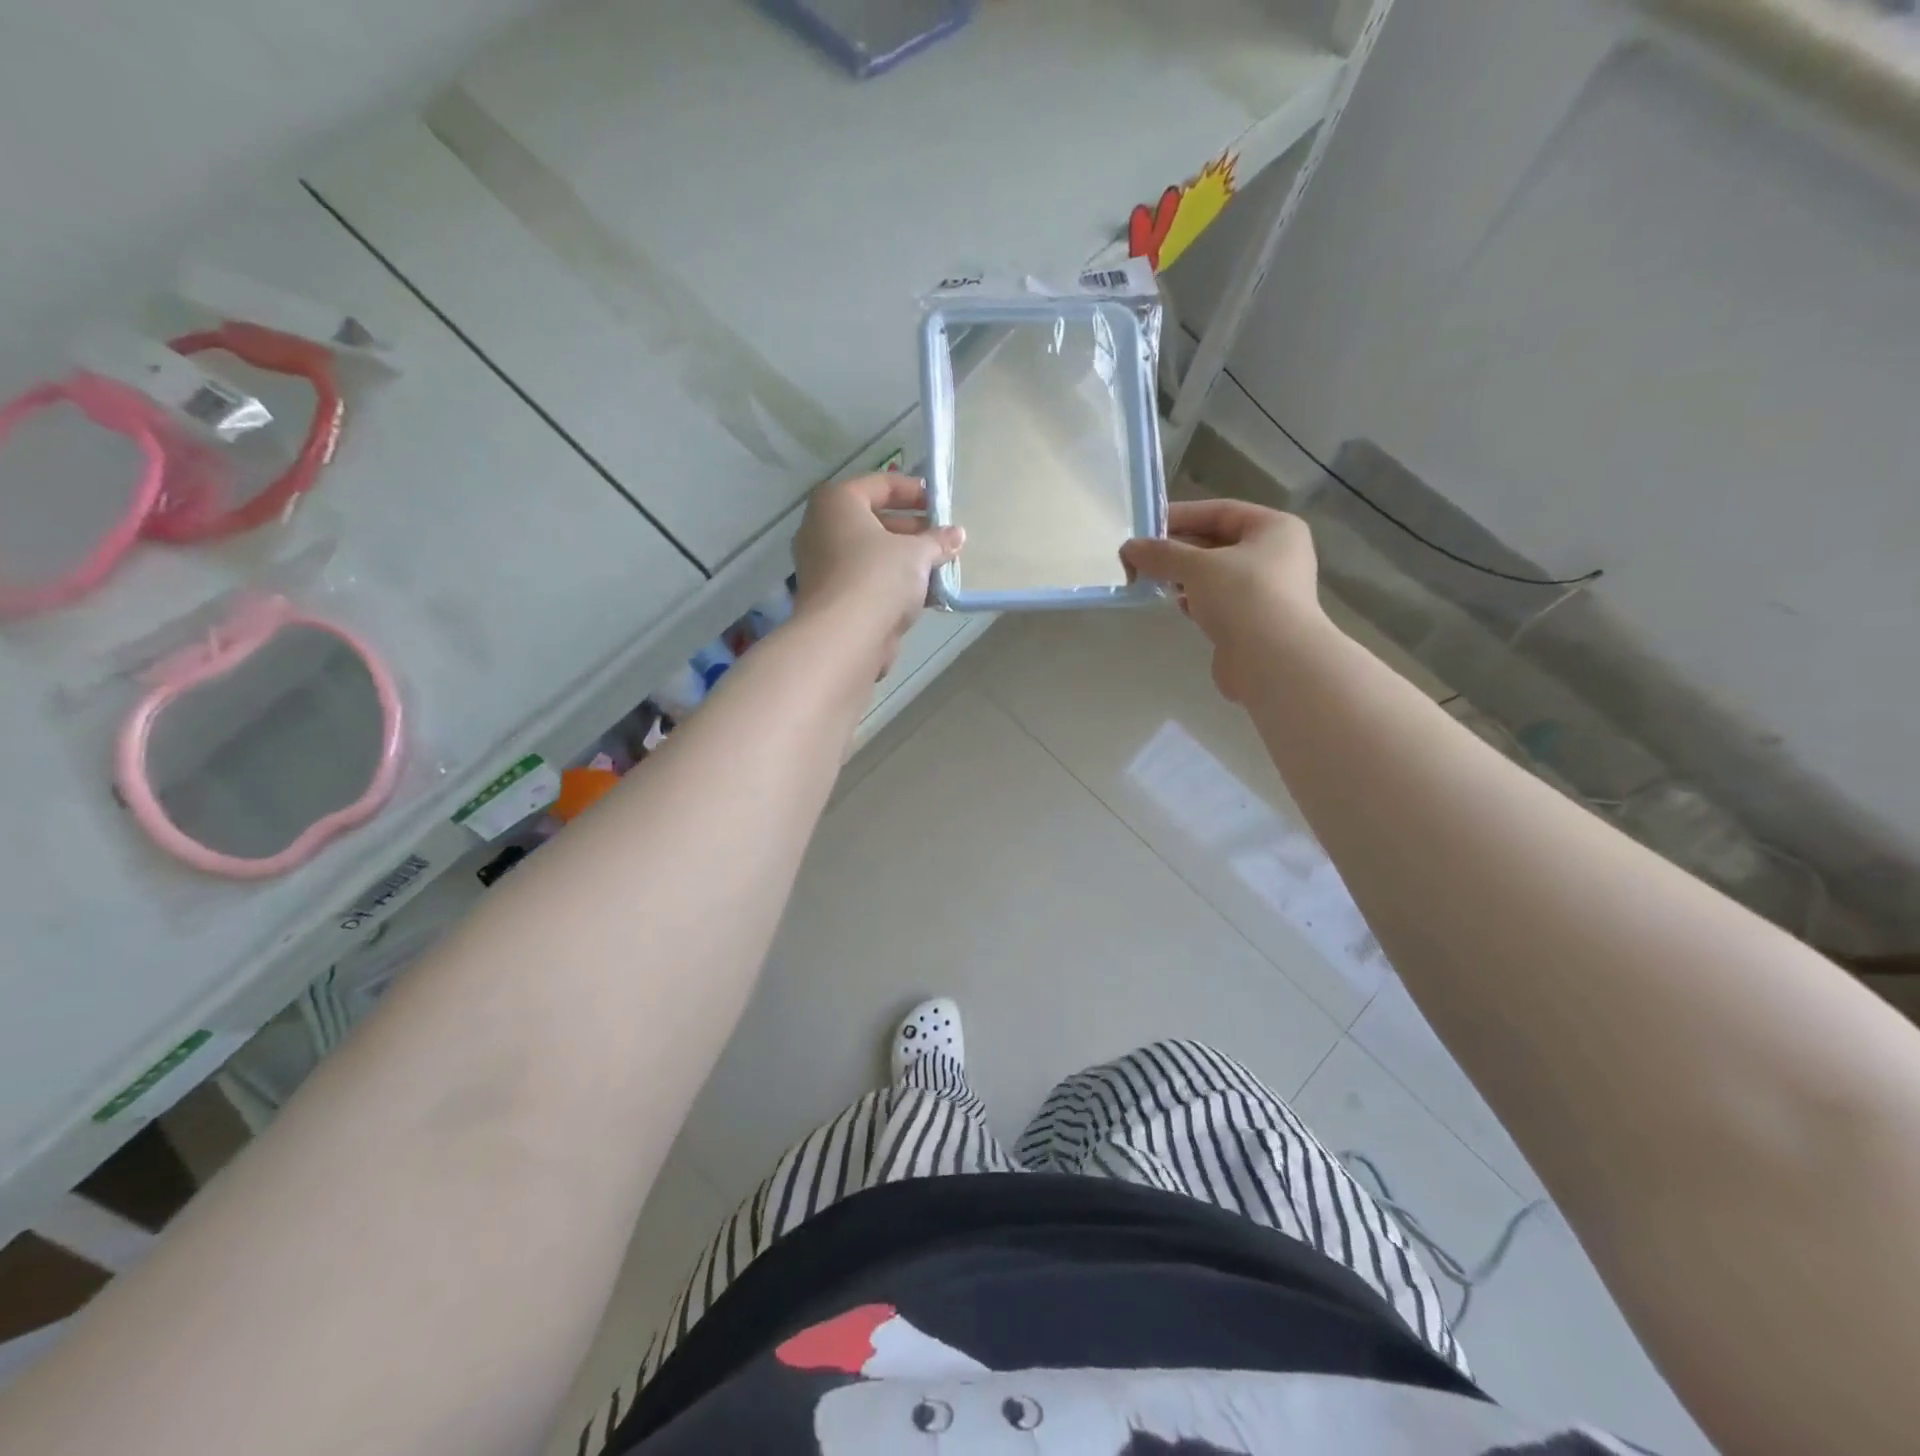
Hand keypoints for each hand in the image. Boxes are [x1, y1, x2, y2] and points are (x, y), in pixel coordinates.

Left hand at [793, 473, 963, 676]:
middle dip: (912, 530)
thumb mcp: (917, 553)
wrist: (844, 638)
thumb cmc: (878, 577)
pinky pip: (866, 580)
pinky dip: (891, 582)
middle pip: (874, 520)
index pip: (881, 484)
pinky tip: (922, 594)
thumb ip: (937, 541)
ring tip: (939, 567)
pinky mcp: (831, 598)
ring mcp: (822, 565)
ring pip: (870, 553)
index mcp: (836, 503)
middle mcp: (821, 528)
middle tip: (942, 539)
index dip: (914, 491)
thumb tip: (956, 535)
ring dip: (904, 559)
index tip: (940, 505)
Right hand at [1119, 498, 1323, 701]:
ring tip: (1154, 580)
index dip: (1182, 515)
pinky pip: (1219, 602)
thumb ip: (1162, 554)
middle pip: (1218, 543)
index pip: (1221, 512)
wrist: (1273, 661)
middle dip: (1179, 550)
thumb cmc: (1243, 597)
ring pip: (1216, 575)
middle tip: (1141, 558)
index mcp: (1275, 529)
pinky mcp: (1254, 622)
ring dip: (1185, 577)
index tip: (1145, 527)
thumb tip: (1128, 548)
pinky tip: (1177, 606)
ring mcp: (1267, 592)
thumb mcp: (1197, 566)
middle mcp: (1276, 555)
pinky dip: (1197, 601)